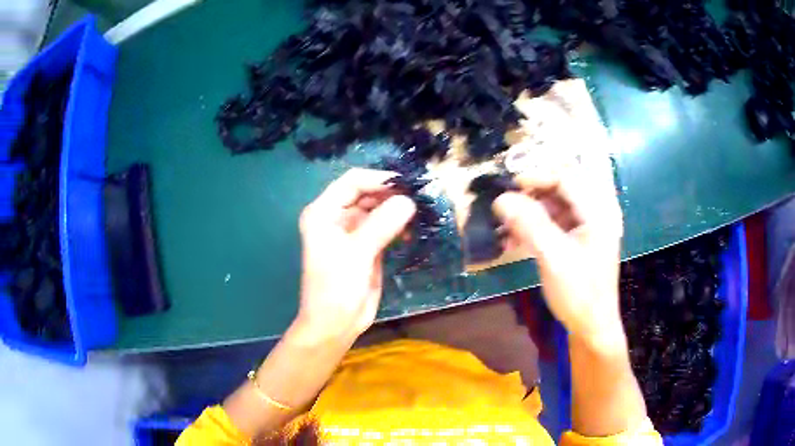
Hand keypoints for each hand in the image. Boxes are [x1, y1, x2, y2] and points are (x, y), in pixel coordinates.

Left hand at [294, 168, 415, 345]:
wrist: (335, 325)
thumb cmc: (336, 288)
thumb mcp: (358, 253)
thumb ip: (383, 223)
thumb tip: (409, 201)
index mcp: (324, 212)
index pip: (353, 182)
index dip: (379, 180)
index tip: (408, 186)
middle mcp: (336, 217)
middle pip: (366, 193)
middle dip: (391, 194)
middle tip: (419, 199)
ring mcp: (352, 232)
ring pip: (377, 210)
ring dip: (397, 210)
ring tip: (419, 214)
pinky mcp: (365, 246)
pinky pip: (383, 227)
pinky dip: (397, 226)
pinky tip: (410, 232)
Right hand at [493, 157, 624, 348]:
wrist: (591, 327)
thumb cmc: (578, 293)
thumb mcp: (553, 257)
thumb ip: (529, 224)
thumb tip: (501, 199)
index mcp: (597, 212)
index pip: (566, 177)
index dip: (537, 177)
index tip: (509, 188)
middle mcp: (594, 213)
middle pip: (560, 188)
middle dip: (531, 193)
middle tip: (505, 204)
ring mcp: (586, 226)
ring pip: (554, 205)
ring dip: (529, 211)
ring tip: (505, 225)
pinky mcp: (577, 240)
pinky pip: (553, 222)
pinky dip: (533, 226)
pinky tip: (514, 238)